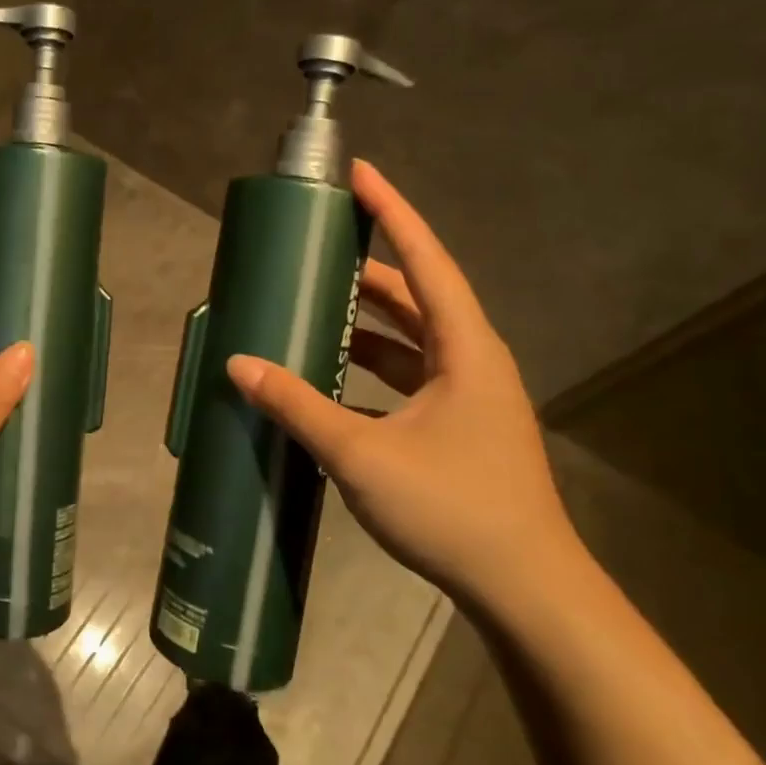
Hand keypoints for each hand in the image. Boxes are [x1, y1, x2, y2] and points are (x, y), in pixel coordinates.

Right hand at [227, 161, 579, 608]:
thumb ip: (297, 405)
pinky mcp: (457, 428)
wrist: (527, 592)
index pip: (426, 260)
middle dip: (368, 269)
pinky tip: (329, 381)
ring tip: (314, 308)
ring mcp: (466, 398)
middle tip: (317, 250)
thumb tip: (238, 365)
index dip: (393, 212)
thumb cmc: (453, 508)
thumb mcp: (362, 453)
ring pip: (410, 341)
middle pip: (416, 297)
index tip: (360, 173)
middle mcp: (470, 362)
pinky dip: (368, 370)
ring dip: (366, 323)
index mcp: (464, 349)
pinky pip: (406, 379)